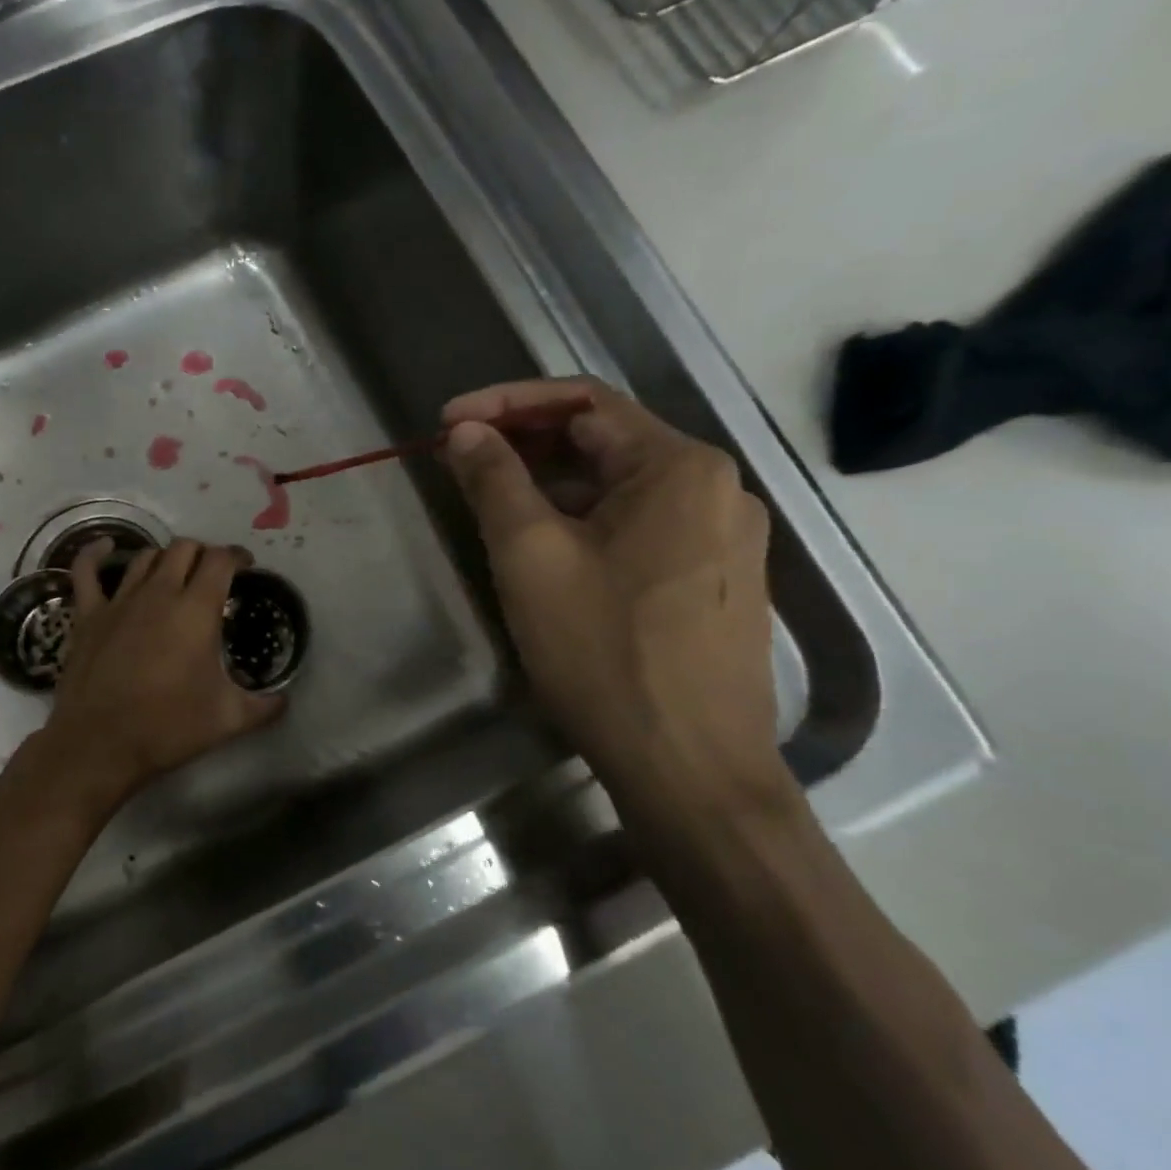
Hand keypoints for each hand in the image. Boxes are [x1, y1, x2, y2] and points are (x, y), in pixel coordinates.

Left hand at [38, 538, 286, 810]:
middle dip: (203, 553)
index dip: (237, 556)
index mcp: (196, 609)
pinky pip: (86, 571)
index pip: (221, 560)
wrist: (100, 743)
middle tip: (212, 574)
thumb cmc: (168, 727)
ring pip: (146, 556)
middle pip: (184, 548)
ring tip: (175, 573)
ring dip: (165, 558)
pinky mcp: (88, 614)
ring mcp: (119, 600)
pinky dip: (95, 553)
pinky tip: (104, 546)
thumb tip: (286, 700)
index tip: (246, 566)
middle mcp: (159, 592)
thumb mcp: (229, 719)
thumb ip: (265, 706)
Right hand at [442, 378, 784, 815]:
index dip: (506, 403)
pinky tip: (547, 549)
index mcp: (678, 466)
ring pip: (621, 487)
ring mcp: (723, 537)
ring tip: (492, 504)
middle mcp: (715, 488)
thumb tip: (467, 432)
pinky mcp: (717, 580)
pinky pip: (641, 526)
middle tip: (461, 461)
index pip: (582, 401)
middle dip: (527, 443)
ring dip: (553, 485)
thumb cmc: (604, 651)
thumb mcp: (531, 556)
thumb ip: (494, 480)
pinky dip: (586, 521)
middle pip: (605, 441)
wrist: (690, 768)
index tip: (447, 423)